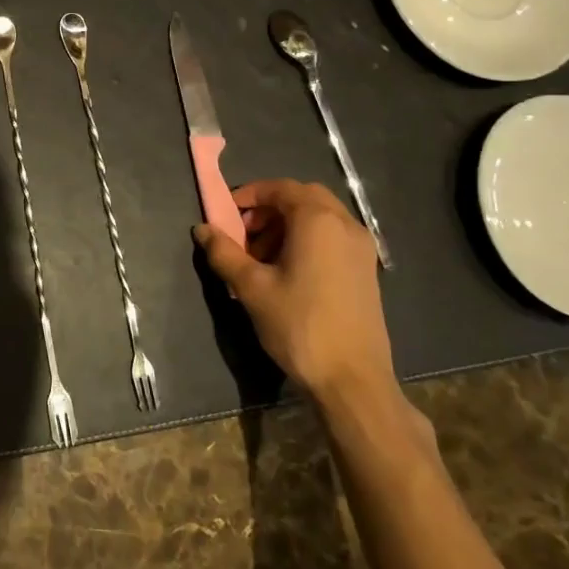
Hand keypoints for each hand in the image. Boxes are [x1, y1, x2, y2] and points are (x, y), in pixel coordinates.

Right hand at [194, 179, 396, 412]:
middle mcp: (345, 225)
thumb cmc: (299, 325)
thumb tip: (202, 229)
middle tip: (244, 234)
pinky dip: (308, 241)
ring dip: (288, 226)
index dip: (250, 195)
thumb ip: (224, 253)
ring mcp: (361, 248)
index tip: (226, 214)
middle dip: (270, 210)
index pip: (280, 188)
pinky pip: (333, 238)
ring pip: (320, 218)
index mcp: (318, 220)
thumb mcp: (252, 288)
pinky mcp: (367, 271)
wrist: (352, 380)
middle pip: (303, 198)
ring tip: (261, 259)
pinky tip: (288, 274)